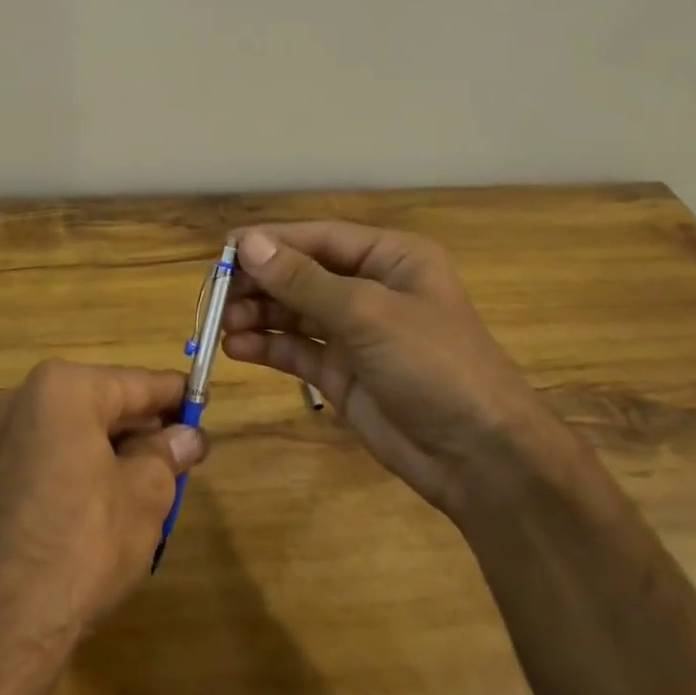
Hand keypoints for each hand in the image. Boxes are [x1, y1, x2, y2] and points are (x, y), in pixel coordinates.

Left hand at [0, 360, 206, 646]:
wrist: (3, 625)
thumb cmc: (85, 542)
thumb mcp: (146, 493)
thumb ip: (168, 454)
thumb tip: (187, 436)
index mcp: (63, 388)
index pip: (136, 383)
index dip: (175, 396)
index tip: (204, 404)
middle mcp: (24, 399)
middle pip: (103, 404)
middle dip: (144, 428)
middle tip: (184, 452)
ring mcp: (0, 439)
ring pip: (77, 432)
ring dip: (115, 451)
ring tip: (154, 481)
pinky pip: (51, 457)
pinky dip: (82, 469)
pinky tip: (109, 502)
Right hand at [221, 223, 542, 516]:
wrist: (480, 457)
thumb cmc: (433, 363)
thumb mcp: (367, 313)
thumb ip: (303, 280)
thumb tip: (248, 244)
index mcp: (390, 258)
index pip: (319, 238)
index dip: (271, 241)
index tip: (224, 249)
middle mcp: (370, 288)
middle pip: (302, 273)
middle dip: (260, 282)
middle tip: (215, 294)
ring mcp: (356, 333)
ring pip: (294, 312)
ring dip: (258, 314)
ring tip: (220, 323)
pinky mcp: (342, 372)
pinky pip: (297, 349)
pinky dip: (267, 346)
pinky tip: (238, 347)